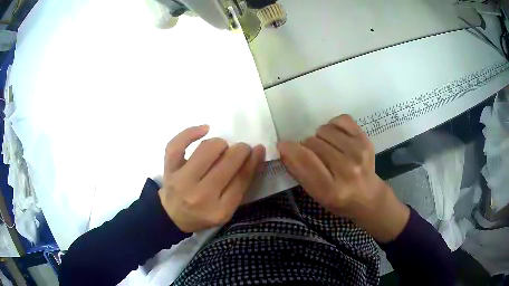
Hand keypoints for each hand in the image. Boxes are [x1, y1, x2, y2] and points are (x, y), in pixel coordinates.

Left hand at [158, 125, 265, 232]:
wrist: (173, 216)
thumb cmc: (203, 213)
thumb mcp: (227, 209)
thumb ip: (241, 184)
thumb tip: (256, 152)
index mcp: (219, 210)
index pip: (241, 179)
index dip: (253, 160)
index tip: (257, 149)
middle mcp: (199, 196)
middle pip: (226, 163)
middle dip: (240, 150)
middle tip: (241, 149)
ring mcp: (181, 181)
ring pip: (206, 150)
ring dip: (220, 144)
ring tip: (222, 148)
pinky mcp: (169, 169)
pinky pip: (177, 144)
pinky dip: (191, 132)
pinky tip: (205, 129)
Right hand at [278, 115, 408, 241]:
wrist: (368, 196)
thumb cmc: (338, 200)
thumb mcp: (315, 194)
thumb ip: (299, 172)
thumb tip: (284, 148)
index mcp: (331, 189)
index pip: (305, 160)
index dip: (290, 149)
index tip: (283, 146)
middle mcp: (347, 169)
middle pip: (313, 142)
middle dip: (306, 147)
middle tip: (314, 156)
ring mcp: (359, 152)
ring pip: (324, 130)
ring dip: (320, 137)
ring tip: (326, 148)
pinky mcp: (365, 139)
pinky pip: (341, 120)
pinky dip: (334, 126)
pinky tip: (336, 138)